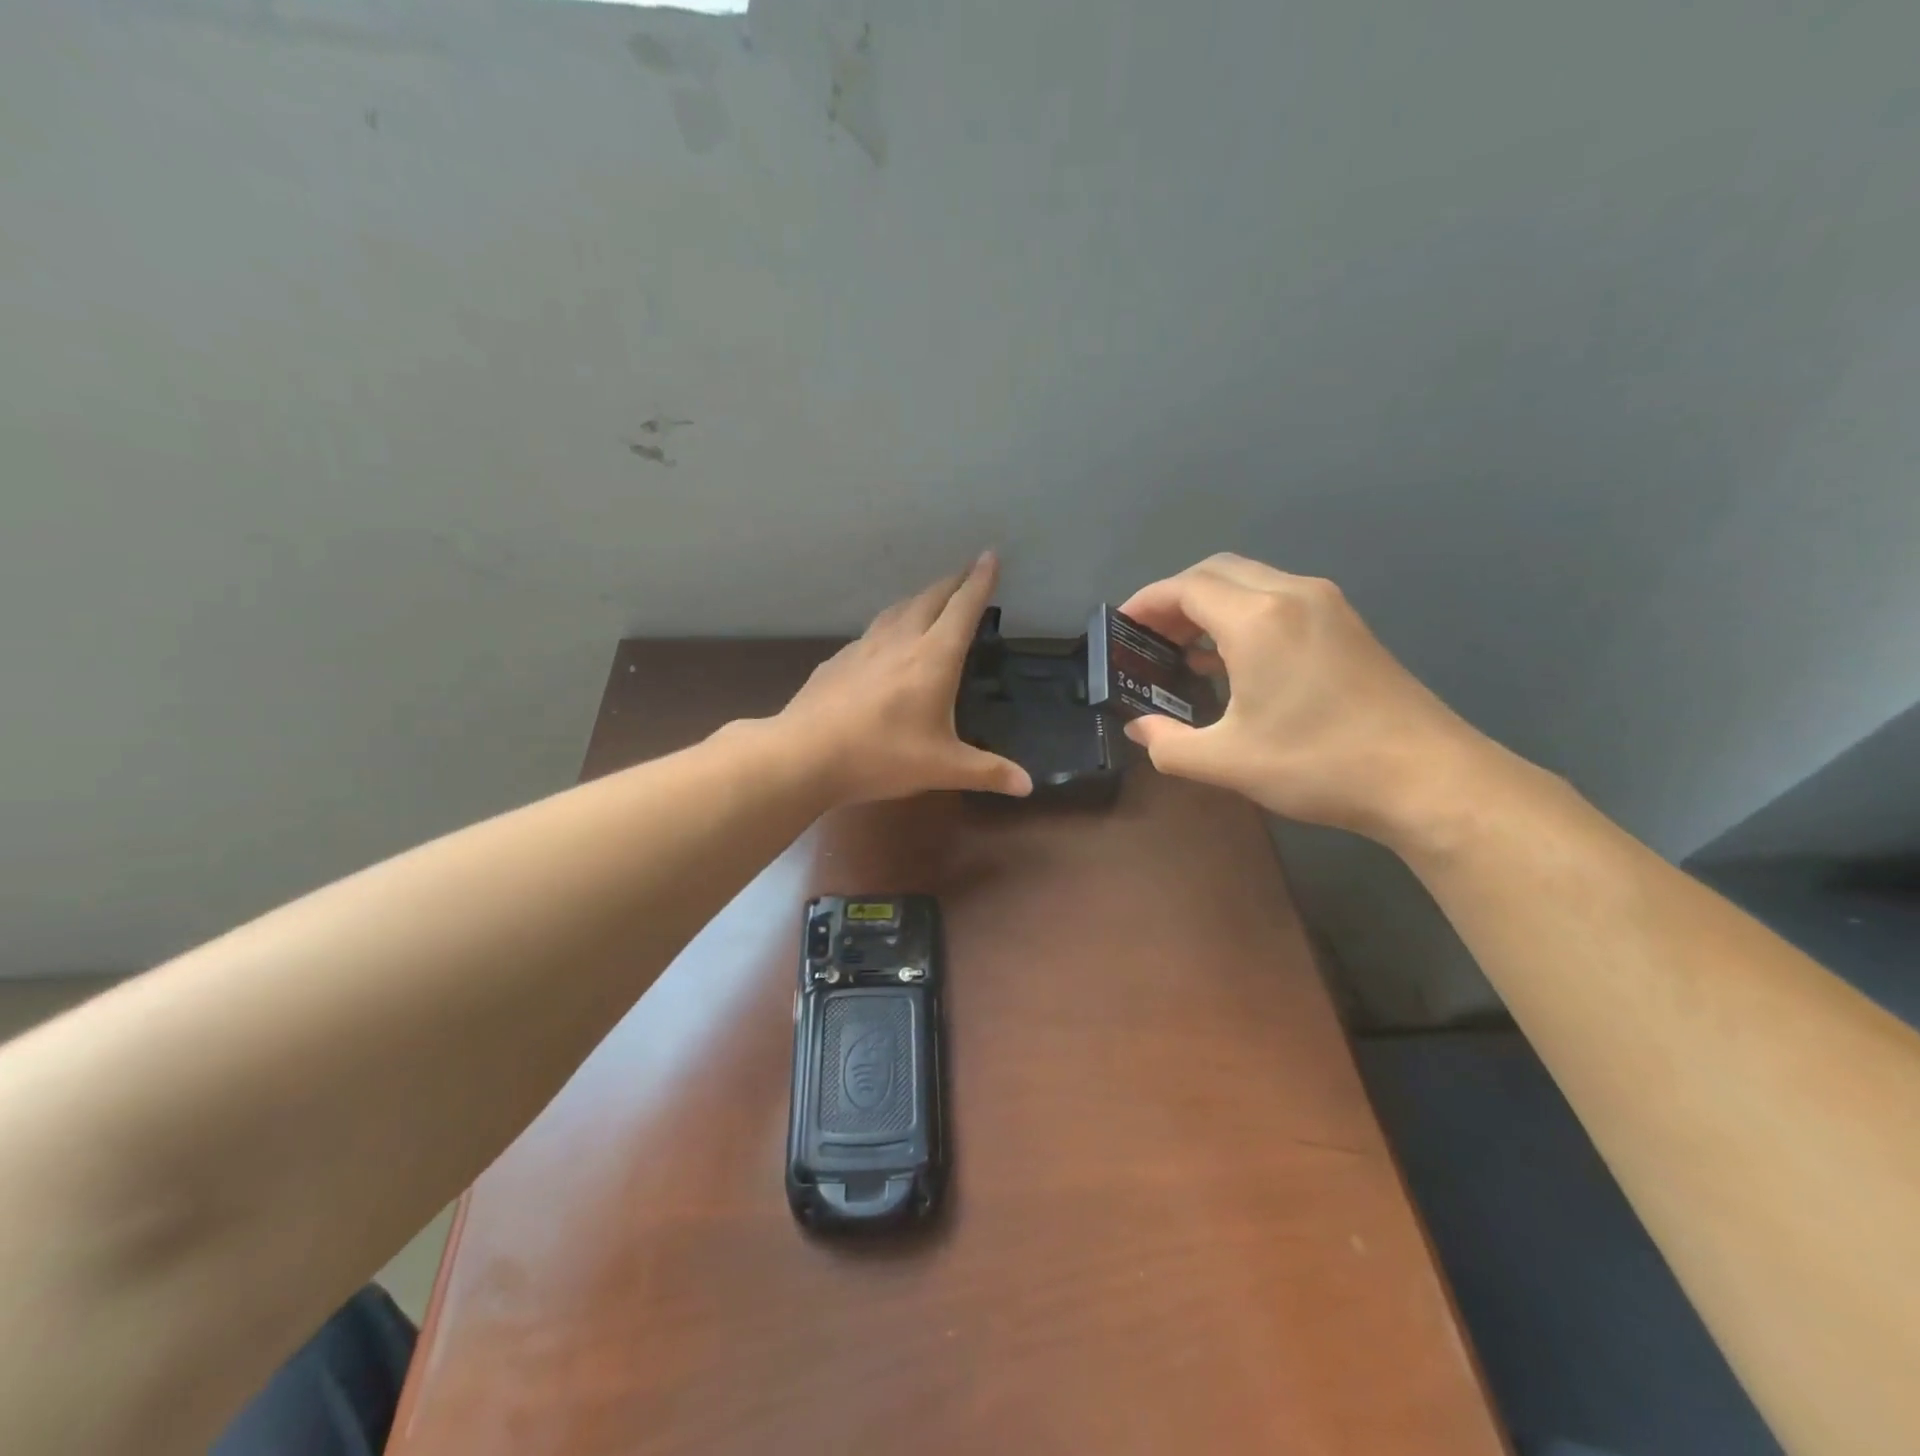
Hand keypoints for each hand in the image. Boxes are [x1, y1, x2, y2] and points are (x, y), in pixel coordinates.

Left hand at [777, 552, 1033, 804]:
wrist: (806, 754)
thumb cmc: (882, 756)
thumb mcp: (942, 768)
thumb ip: (987, 771)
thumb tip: (1028, 786)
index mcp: (933, 658)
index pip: (963, 608)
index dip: (980, 582)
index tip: (991, 556)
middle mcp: (900, 641)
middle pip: (930, 598)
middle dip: (953, 582)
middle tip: (967, 572)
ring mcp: (864, 648)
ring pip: (897, 609)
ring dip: (920, 598)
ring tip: (930, 599)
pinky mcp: (838, 661)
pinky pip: (871, 632)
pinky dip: (889, 625)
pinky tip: (884, 643)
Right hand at [1117, 554, 1495, 839]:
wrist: (1427, 778)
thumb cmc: (1318, 764)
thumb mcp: (1227, 762)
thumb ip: (1168, 744)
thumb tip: (1138, 729)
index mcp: (1258, 619)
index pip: (1186, 587)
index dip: (1146, 602)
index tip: (1121, 627)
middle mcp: (1291, 594)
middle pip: (1216, 571)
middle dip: (1174, 597)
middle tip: (1149, 637)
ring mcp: (1326, 605)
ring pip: (1250, 581)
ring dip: (1209, 604)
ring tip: (1182, 648)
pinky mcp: (1346, 624)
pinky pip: (1278, 599)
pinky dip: (1242, 614)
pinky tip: (1231, 658)